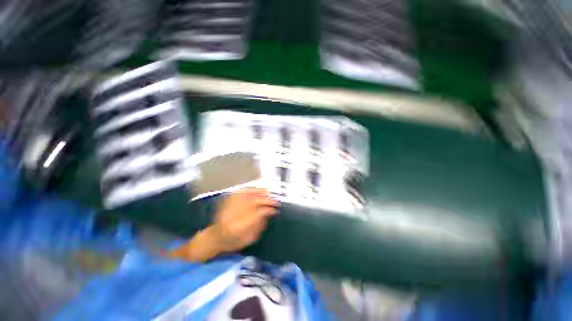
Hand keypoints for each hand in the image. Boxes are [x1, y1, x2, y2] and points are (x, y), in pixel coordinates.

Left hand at [212, 188, 277, 252]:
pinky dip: (250, 189)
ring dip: (260, 192)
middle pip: (253, 201)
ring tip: (269, 192)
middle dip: (266, 199)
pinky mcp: (227, 200)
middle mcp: (232, 214)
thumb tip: (270, 212)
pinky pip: (241, 191)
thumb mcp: (248, 239)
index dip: (268, 209)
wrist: (215, 237)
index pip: (257, 214)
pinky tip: (257, 188)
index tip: (275, 208)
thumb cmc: (233, 241)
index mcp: (238, 227)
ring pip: (247, 194)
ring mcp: (229, 205)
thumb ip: (259, 225)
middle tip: (274, 199)